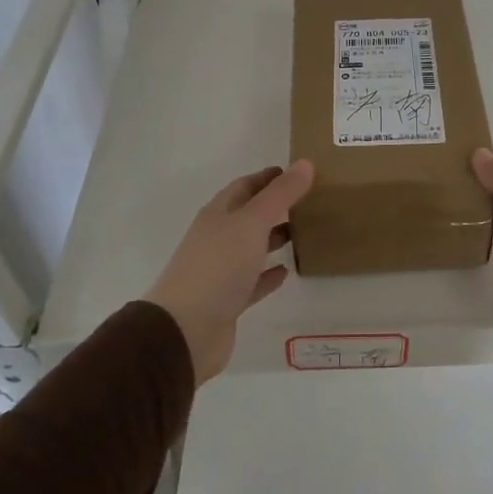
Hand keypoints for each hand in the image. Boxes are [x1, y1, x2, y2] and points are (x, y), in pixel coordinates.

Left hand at [145, 161, 314, 382]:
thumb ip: (280, 194)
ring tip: (302, 232)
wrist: (185, 330)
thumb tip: (305, 163)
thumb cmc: (218, 267)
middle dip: (273, 207)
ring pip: (251, 248)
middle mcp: (217, 239)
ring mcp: (221, 271)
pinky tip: (286, 272)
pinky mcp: (228, 301)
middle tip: (307, 201)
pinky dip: (268, 275)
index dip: (267, 178)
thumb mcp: (252, 223)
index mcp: (218, 215)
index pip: (244, 187)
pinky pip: (253, 282)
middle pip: (248, 216)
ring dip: (273, 238)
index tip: (295, 172)